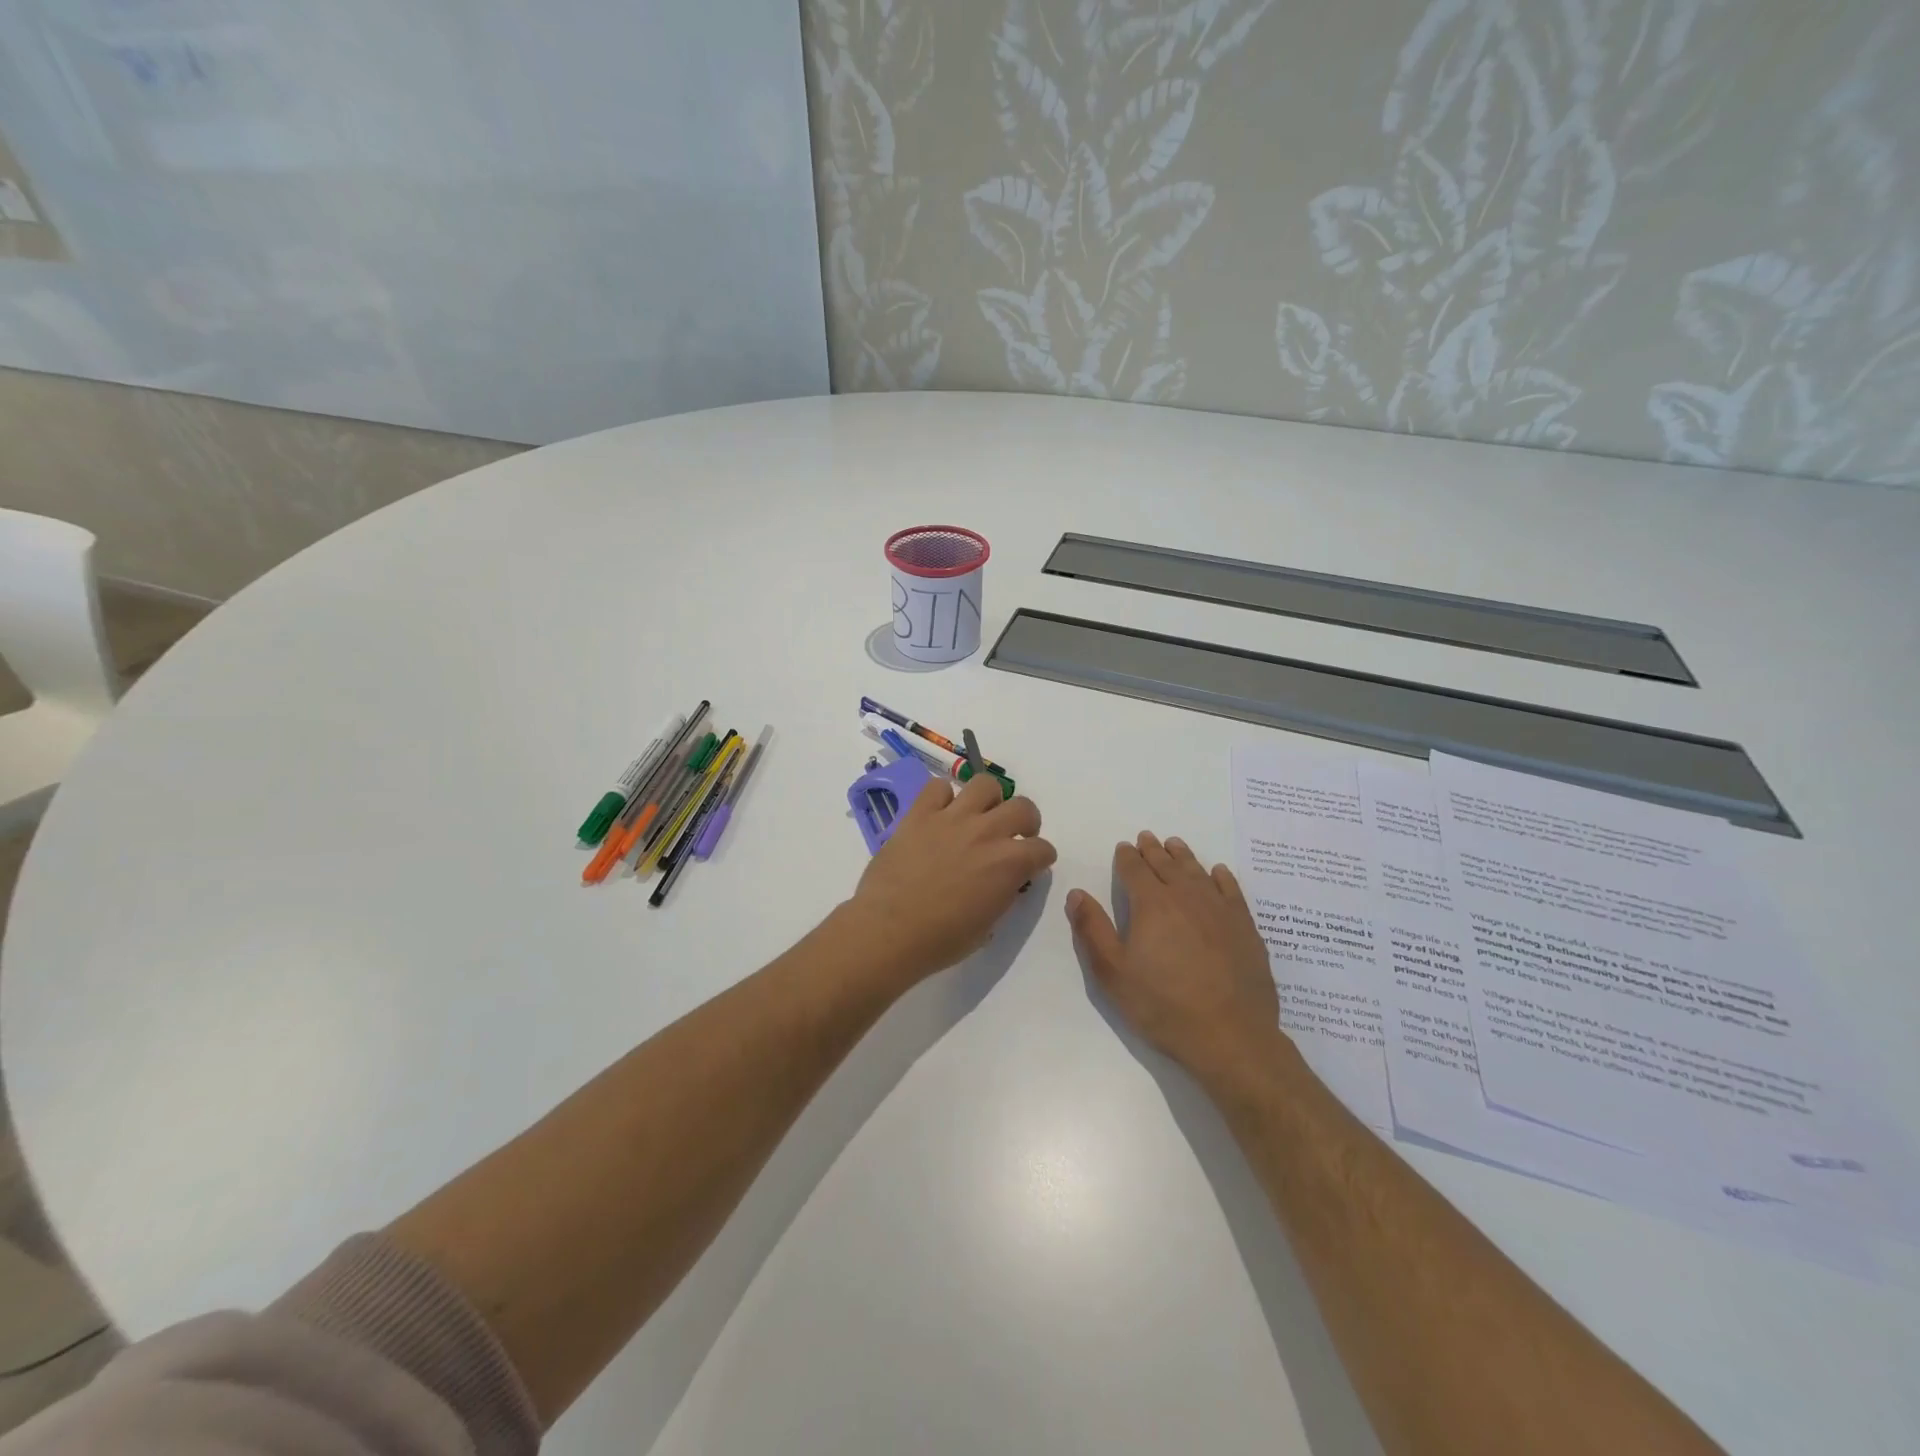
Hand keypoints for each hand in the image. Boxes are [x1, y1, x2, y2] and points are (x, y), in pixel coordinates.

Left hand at [846, 773, 1056, 980]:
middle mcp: (986, 832)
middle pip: (1023, 807)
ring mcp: (952, 818)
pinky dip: (942, 797)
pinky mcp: (920, 813)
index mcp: (1008, 864)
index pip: (1042, 849)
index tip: (1032, 864)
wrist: (889, 931)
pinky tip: (939, 814)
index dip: (1040, 858)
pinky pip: (937, 786)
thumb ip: (1003, 893)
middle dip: (1025, 821)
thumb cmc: (941, 940)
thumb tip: (1006, 880)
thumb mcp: (987, 925)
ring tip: (979, 815)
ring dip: (989, 799)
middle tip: (1013, 835)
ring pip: (985, 784)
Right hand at [1067, 832, 1284, 1088]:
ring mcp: (1219, 910)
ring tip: (1175, 846)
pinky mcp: (1245, 927)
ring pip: (1197, 872)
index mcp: (1151, 904)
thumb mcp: (1113, 973)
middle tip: (1147, 838)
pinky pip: (1231, 890)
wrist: (1231, 1036)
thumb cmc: (1163, 1006)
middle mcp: (1186, 897)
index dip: (1127, 856)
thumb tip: (1076, 893)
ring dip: (1183, 856)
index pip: (1135, 869)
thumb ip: (1092, 929)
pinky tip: (1217, 873)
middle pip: (1166, 865)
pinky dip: (1221, 877)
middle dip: (1153, 850)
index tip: (1123, 847)